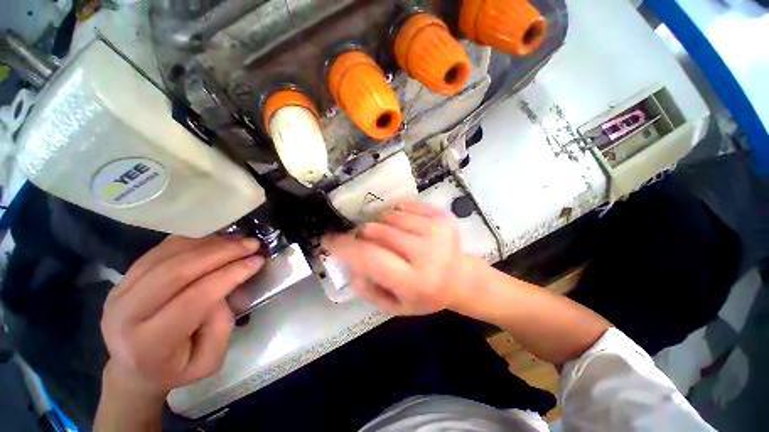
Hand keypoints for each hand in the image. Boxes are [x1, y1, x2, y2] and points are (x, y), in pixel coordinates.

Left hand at [100, 235, 263, 396]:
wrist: (133, 368)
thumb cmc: (177, 368)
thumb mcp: (210, 361)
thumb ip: (221, 326)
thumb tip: (225, 287)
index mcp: (149, 344)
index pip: (194, 299)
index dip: (229, 275)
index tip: (257, 261)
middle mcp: (126, 314)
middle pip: (177, 270)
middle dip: (222, 252)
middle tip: (251, 244)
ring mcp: (119, 291)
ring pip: (169, 254)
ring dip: (210, 243)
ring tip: (238, 242)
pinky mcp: (123, 277)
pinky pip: (161, 250)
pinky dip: (193, 242)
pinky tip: (215, 243)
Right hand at [325, 202, 477, 315]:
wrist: (460, 277)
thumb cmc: (426, 295)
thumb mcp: (395, 305)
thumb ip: (369, 290)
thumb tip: (349, 266)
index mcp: (414, 281)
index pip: (370, 257)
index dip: (345, 246)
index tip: (328, 239)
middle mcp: (426, 253)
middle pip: (378, 231)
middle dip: (363, 235)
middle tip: (365, 241)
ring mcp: (437, 230)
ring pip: (389, 216)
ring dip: (380, 225)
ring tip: (389, 238)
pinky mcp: (442, 216)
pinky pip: (406, 206)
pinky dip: (397, 215)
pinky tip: (403, 227)